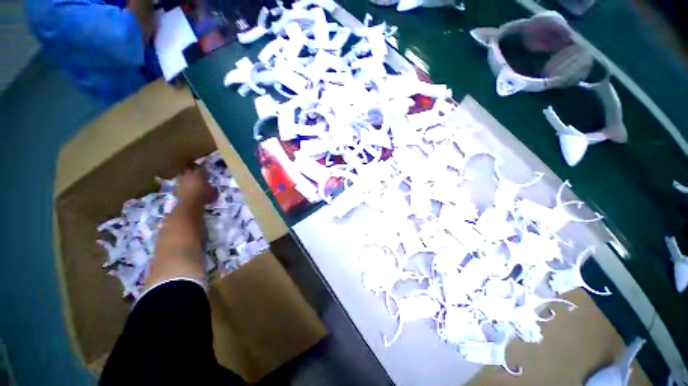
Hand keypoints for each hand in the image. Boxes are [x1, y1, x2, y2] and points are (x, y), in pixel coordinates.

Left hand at [175, 168, 217, 205]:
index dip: (205, 172)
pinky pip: (178, 186)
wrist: (190, 203)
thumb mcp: (214, 192)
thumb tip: (213, 188)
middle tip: (197, 178)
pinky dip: (181, 187)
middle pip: (189, 171)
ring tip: (190, 184)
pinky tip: (185, 191)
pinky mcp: (176, 189)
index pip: (201, 170)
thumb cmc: (204, 196)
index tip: (208, 176)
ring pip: (181, 177)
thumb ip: (213, 188)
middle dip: (192, 173)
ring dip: (185, 179)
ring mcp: (181, 182)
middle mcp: (189, 176)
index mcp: (199, 175)